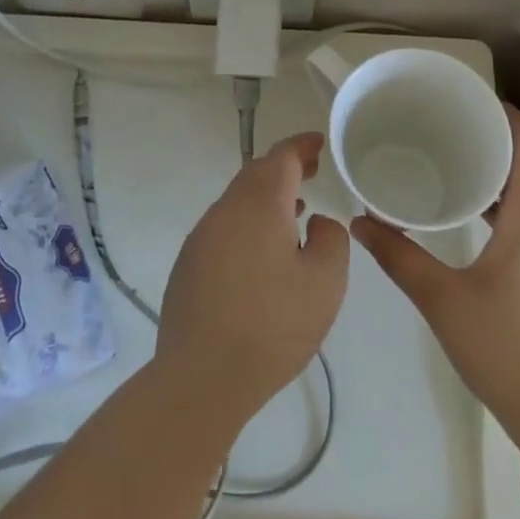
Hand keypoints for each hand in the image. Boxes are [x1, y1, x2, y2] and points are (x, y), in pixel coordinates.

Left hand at [156, 133, 349, 432]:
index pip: (281, 157)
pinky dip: (248, 223)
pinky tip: (262, 253)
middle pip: (256, 174)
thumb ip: (330, 240)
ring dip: (266, 197)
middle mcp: (226, 210)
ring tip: (294, 212)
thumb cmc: (272, 325)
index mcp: (259, 204)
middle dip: (284, 167)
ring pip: (238, 201)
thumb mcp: (325, 283)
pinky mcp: (189, 263)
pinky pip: (224, 227)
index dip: (302, 146)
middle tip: (311, 171)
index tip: (318, 142)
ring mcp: (202, 236)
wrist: (202, 375)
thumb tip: (315, 221)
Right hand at [352, 106, 519, 434]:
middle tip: (458, 134)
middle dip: (502, 146)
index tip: (478, 103)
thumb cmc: (504, 351)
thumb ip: (399, 257)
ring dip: (509, 182)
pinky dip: (517, 213)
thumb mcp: (441, 301)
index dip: (511, 118)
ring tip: (465, 174)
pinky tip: (486, 231)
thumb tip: (361, 222)